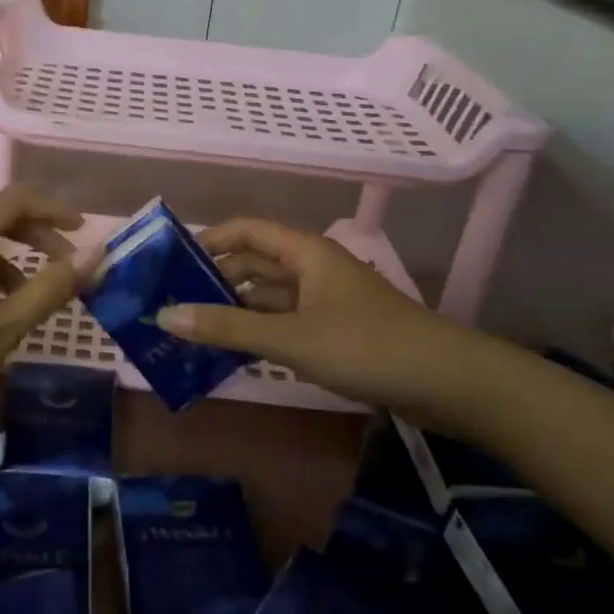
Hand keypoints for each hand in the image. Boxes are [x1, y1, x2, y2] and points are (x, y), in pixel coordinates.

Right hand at [157, 218, 486, 415]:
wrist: (448, 383)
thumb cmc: (365, 346)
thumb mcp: (289, 338)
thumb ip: (227, 328)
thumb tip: (164, 316)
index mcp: (306, 253)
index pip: (247, 231)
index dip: (210, 239)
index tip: (172, 261)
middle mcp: (315, 269)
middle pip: (257, 262)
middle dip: (218, 278)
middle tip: (175, 301)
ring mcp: (329, 301)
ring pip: (272, 295)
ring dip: (238, 308)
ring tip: (196, 328)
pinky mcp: (340, 331)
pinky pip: (288, 321)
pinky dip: (261, 330)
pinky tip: (237, 350)